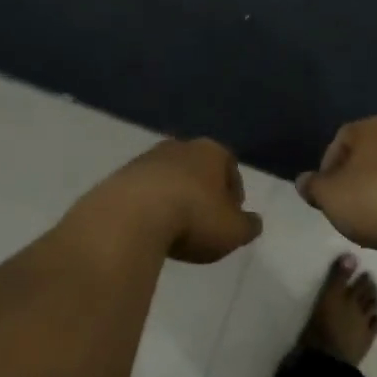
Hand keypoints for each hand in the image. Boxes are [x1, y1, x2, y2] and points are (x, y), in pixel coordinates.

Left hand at [74, 137, 262, 263]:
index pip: (229, 165)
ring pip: (170, 176)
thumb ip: (247, 226)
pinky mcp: (122, 175)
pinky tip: (150, 228)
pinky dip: (150, 205)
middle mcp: (180, 146)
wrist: (133, 215)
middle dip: (203, 190)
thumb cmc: (193, 217)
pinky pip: (145, 190)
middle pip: (198, 167)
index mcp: (211, 151)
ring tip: (175, 227)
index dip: (234, 191)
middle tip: (204, 221)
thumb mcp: (232, 230)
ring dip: (174, 196)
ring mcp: (148, 158)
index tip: (232, 216)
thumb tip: (254, 222)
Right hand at [297, 116, 376, 252]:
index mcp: (369, 127)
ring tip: (373, 220)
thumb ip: (314, 187)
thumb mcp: (331, 197)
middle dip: (354, 179)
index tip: (326, 196)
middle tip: (347, 207)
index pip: (339, 140)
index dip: (328, 169)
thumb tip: (303, 181)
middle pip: (366, 154)